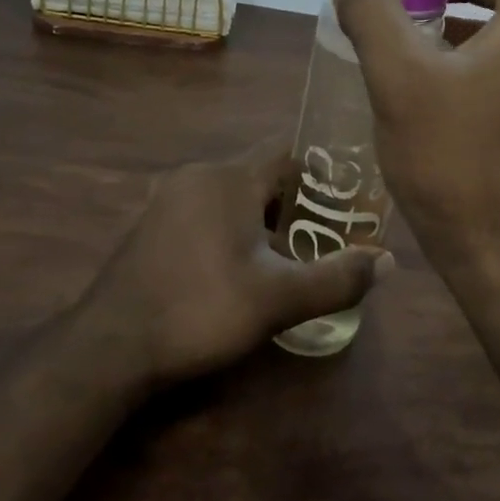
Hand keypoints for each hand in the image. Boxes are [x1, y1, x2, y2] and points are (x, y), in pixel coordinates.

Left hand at [78, 140, 393, 388]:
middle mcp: (197, 176)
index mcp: (229, 178)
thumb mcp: (279, 300)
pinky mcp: (152, 226)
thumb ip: (337, 279)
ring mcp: (168, 200)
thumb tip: (388, 262)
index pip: (289, 152)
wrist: (110, 348)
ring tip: (289, 258)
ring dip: (263, 220)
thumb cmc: (200, 310)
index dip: (322, 174)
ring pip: (233, 197)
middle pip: (262, 176)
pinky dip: (232, 230)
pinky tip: (240, 271)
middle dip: (296, 204)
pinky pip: (207, 213)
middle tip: (324, 238)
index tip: (347, 203)